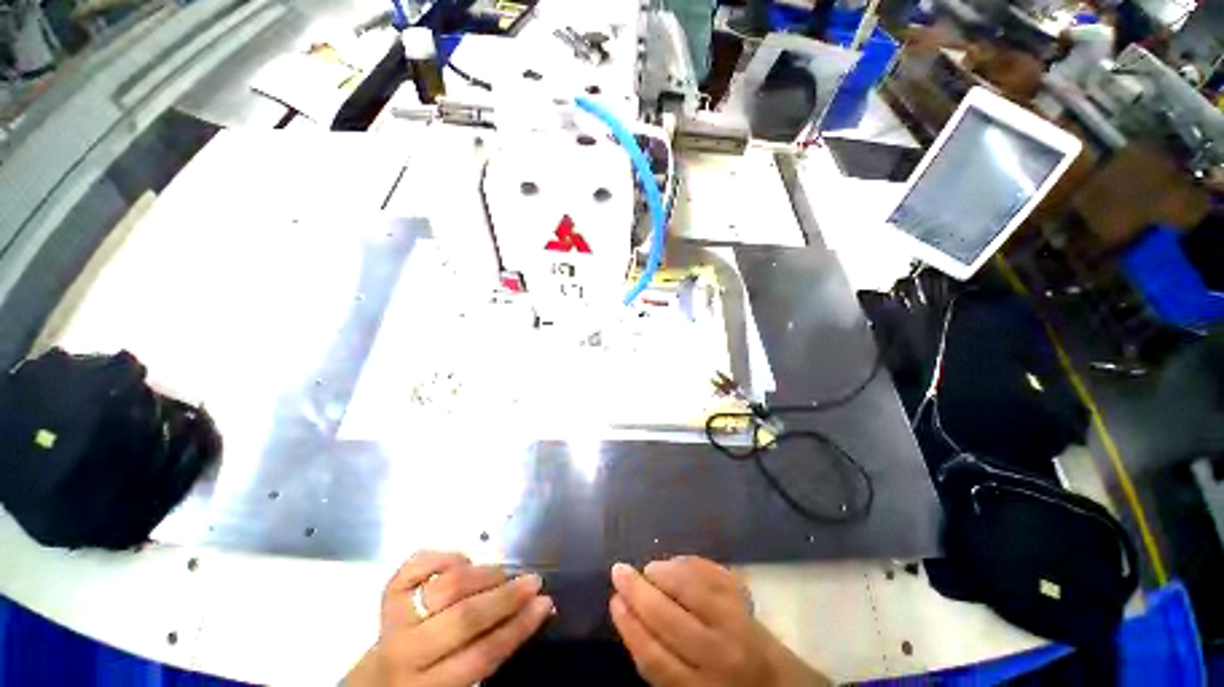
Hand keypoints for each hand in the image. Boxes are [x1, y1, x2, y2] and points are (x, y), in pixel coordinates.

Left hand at [347, 550, 552, 686]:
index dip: (518, 627)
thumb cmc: (431, 683)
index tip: (545, 604)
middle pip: (461, 618)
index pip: (483, 653)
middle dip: (502, 597)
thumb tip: (529, 614)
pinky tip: (463, 560)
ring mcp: (392, 619)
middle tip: (532, 581)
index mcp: (433, 682)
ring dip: (476, 576)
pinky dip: (439, 558)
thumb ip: (487, 656)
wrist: (380, 679)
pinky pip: (411, 568)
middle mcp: (409, 650)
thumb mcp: (459, 684)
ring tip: (503, 572)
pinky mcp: (383, 595)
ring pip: (437, 589)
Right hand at [609, 557, 830, 686]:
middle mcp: (720, 656)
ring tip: (651, 567)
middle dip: (641, 593)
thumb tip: (631, 620)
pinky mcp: (758, 612)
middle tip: (620, 572)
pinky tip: (684, 562)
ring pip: (703, 596)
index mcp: (696, 686)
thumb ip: (658, 666)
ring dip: (673, 576)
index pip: (654, 654)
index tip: (613, 601)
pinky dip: (706, 569)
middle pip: (673, 621)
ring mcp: (743, 630)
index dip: (630, 625)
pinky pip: (729, 584)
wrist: (780, 686)